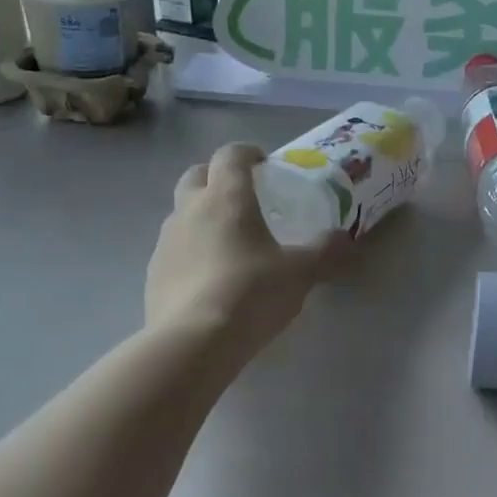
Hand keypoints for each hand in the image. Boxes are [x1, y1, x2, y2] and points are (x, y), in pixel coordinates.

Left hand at [145, 143, 340, 354]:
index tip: (264, 163)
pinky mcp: (152, 273)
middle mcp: (190, 209)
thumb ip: (324, 251)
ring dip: (201, 214)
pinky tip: (209, 276)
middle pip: (196, 174)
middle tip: (242, 195)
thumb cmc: (251, 293)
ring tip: (228, 240)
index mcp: (226, 197)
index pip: (230, 155)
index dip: (247, 153)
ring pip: (181, 212)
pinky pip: (173, 248)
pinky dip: (190, 250)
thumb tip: (343, 237)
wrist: (193, 343)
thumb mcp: (301, 273)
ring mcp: (166, 241)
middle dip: (217, 176)